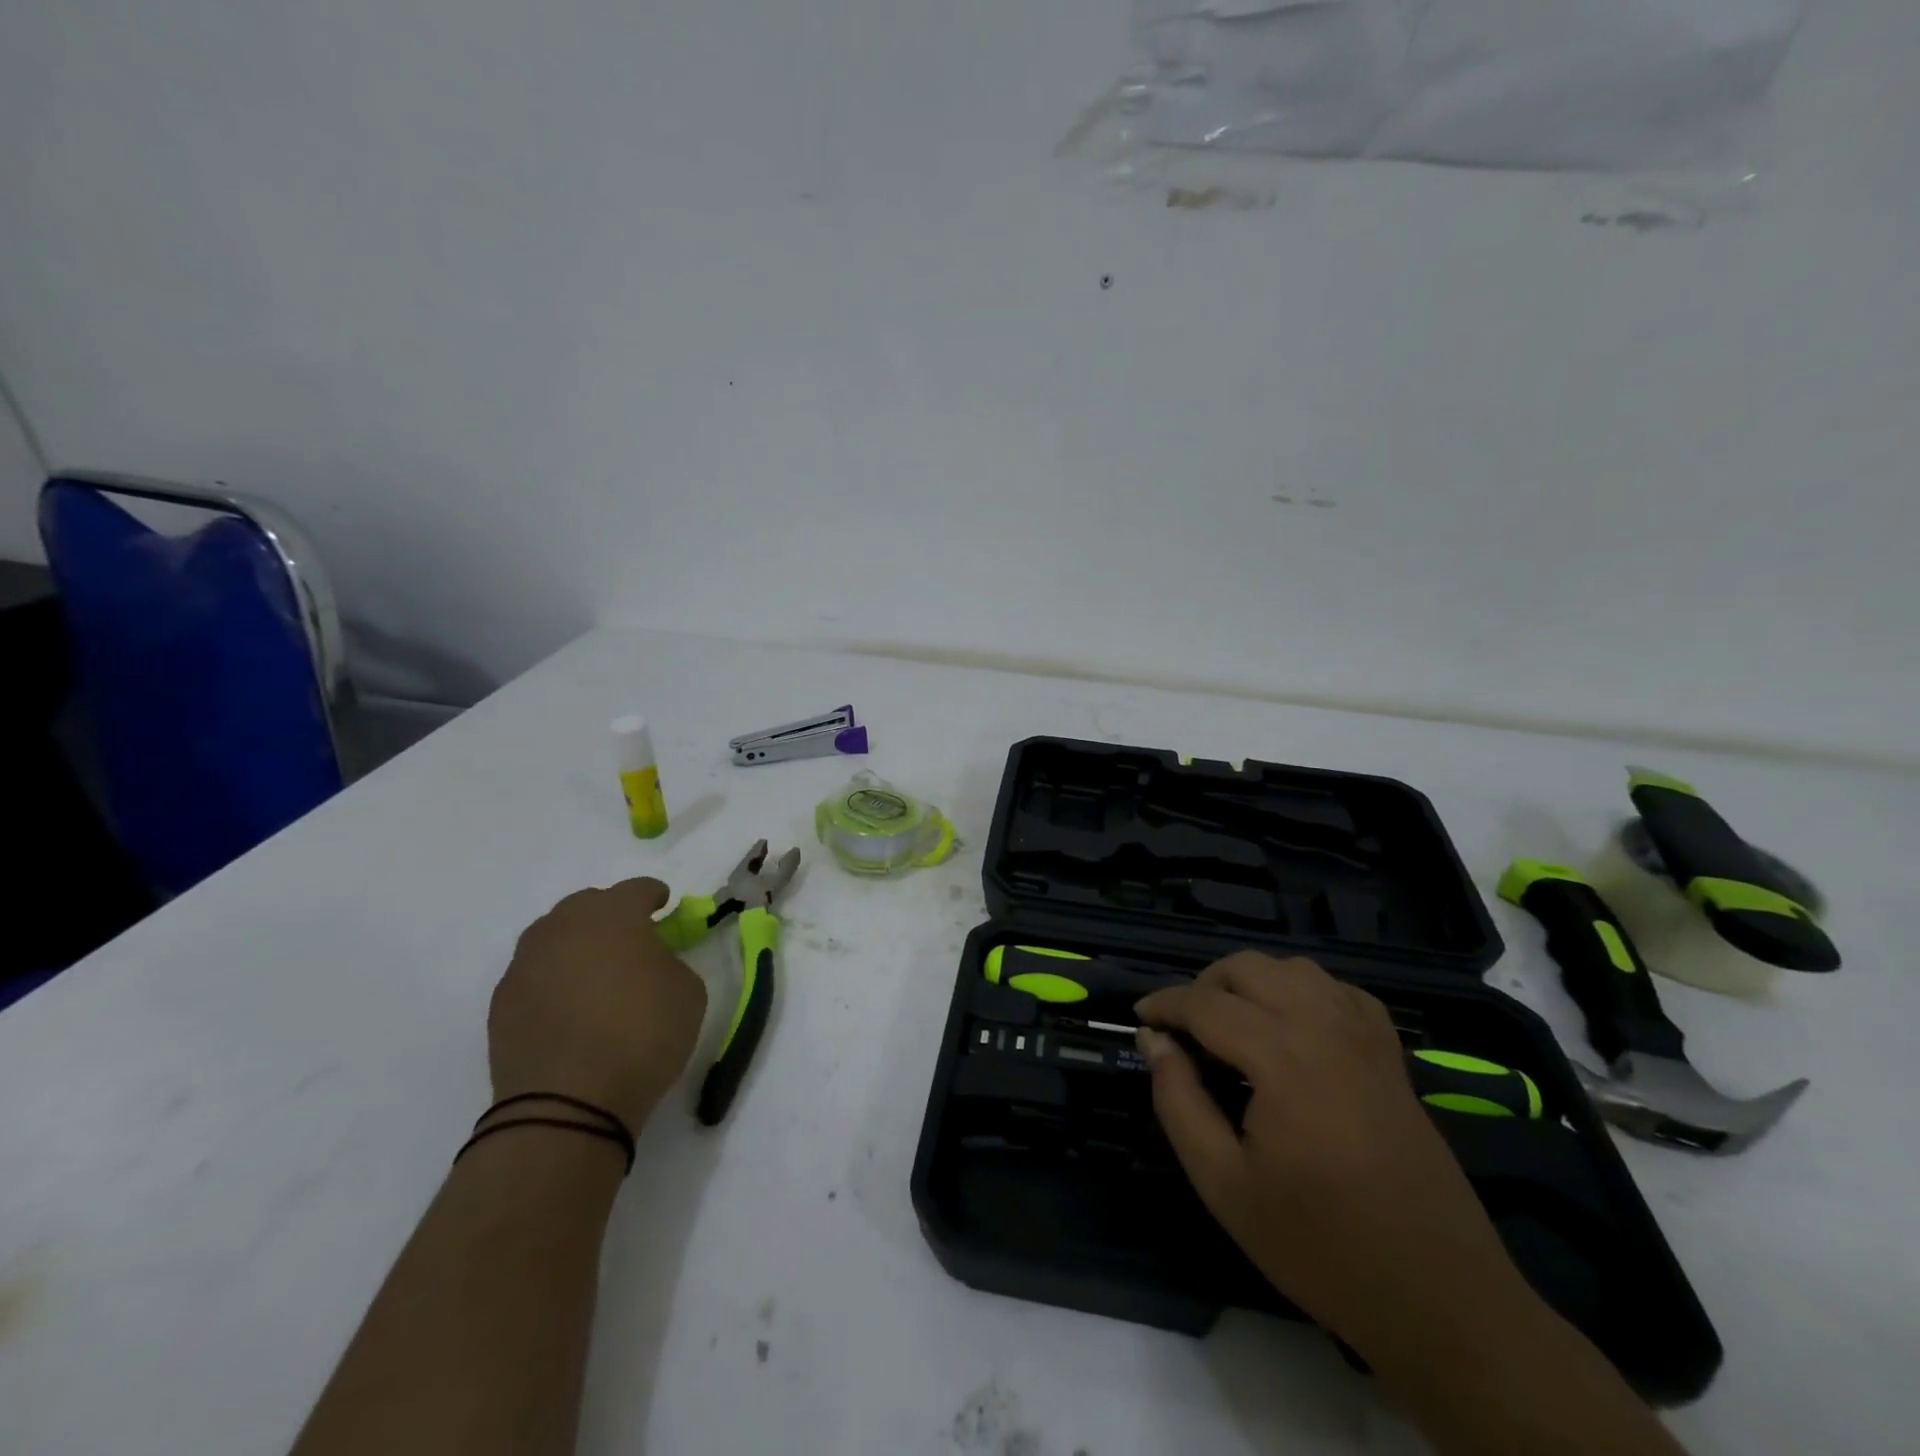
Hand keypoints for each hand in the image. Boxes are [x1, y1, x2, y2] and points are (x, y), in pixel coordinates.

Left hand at [489, 878, 707, 1131]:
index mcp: (614, 914)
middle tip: (631, 940)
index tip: (665, 907)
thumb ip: (672, 961)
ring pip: (555, 935)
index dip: (655, 896)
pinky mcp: (502, 1001)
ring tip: (596, 972)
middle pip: (589, 904)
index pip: (638, 889)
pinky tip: (570, 1006)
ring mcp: (526, 962)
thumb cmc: (642, 1035)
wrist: (567, 1103)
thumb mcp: (688, 991)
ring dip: (578, 944)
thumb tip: (653, 959)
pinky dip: (554, 978)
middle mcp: (564, 926)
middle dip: (611, 915)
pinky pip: (535, 973)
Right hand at [1135, 952, 1519, 1344]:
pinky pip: (1340, 991)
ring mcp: (1365, 1037)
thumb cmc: (1320, 1245)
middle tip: (1183, 1029)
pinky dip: (1304, 991)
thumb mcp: (1224, 1184)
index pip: (1205, 1003)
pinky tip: (1293, 1026)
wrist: (1438, 1298)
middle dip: (1204, 985)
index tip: (1139, 1017)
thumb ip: (1178, 1100)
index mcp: (1283, 1058)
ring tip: (1231, 1024)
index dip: (1164, 1003)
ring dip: (1252, 982)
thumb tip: (1153, 1040)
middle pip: (1249, 967)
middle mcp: (1324, 1028)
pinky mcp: (1391, 1056)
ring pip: (1295, 968)